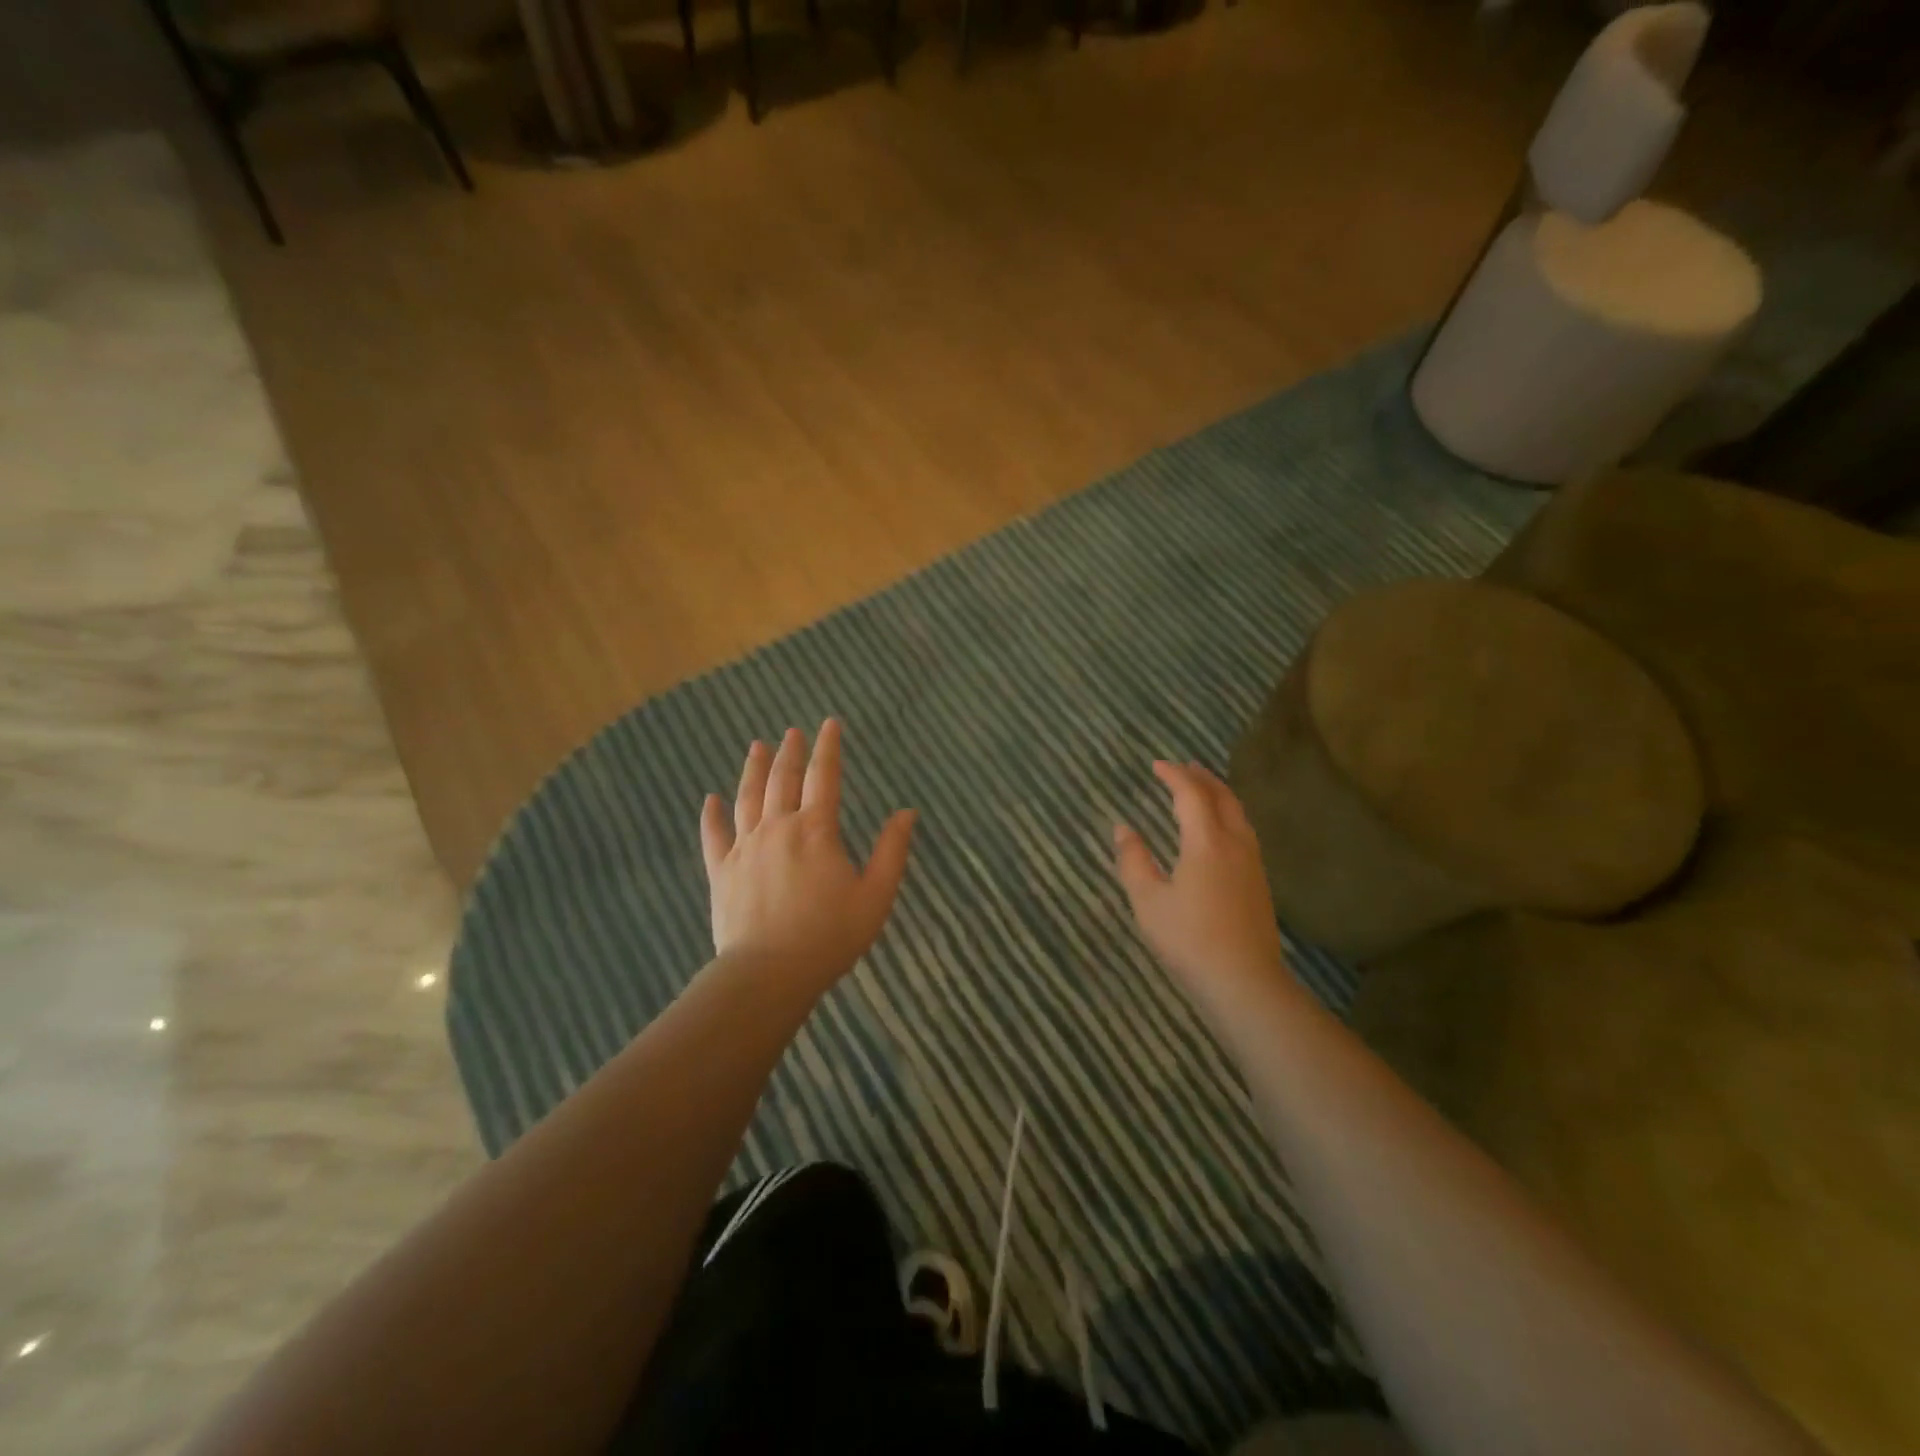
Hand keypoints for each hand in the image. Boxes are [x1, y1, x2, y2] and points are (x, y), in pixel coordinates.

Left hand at [700, 719, 916, 993]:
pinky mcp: (721, 871)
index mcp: (816, 830)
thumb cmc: (830, 936)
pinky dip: (711, 814)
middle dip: (790, 752)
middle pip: (783, 779)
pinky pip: (713, 835)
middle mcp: (778, 827)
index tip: (830, 724)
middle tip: (793, 732)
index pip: (824, 776)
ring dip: (753, 769)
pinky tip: (710, 798)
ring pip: (747, 797)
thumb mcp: (876, 895)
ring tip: (756, 747)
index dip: (828, 747)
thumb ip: (892, 850)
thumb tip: (907, 812)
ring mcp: (744, 848)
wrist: (769, 973)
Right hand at [1113, 761, 1292, 1014]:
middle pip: (1222, 797)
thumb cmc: (1189, 939)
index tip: (1156, 765)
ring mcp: (1252, 863)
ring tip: (1201, 789)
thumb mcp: (1148, 901)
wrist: (1244, 982)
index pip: (1191, 795)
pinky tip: (1219, 830)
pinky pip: (1244, 831)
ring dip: (1218, 795)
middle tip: (1183, 767)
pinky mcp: (1259, 882)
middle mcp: (1235, 844)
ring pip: (1238, 814)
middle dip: (1201, 778)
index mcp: (1206, 842)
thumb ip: (1133, 860)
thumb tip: (1123, 829)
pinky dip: (1228, 815)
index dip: (1174, 776)